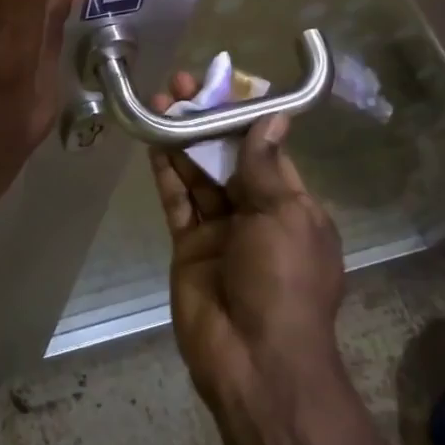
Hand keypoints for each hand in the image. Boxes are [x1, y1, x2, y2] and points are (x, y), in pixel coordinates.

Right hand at [149, 75, 345, 409]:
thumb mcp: (285, 217)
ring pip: (198, 174)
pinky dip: (166, 171)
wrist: (255, 360)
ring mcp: (219, 230)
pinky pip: (176, 201)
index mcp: (290, 206)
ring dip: (182, 138)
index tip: (222, 83)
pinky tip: (154, 139)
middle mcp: (255, 213)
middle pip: (226, 157)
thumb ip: (266, 166)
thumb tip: (272, 117)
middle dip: (206, 120)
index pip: (265, 149)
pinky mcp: (188, 246)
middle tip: (180, 84)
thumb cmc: (284, 281)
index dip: (243, 116)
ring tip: (161, 99)